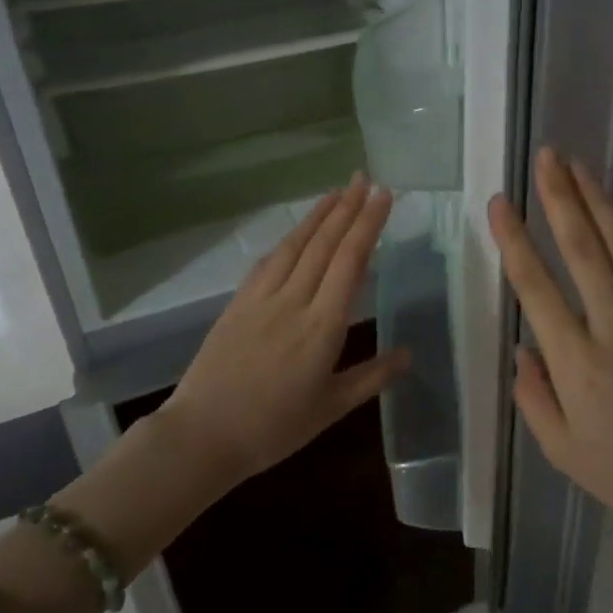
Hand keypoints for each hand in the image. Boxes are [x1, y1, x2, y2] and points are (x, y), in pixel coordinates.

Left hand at [160, 176, 410, 485]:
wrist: (203, 435)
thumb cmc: (274, 428)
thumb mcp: (331, 408)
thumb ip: (372, 377)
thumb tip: (409, 353)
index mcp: (323, 326)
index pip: (350, 262)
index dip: (368, 225)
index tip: (383, 196)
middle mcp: (294, 301)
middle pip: (325, 244)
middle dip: (348, 208)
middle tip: (365, 178)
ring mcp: (262, 299)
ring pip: (295, 246)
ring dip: (318, 215)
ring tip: (337, 192)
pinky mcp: (238, 303)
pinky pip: (267, 263)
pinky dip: (287, 240)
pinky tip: (295, 232)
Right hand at [488, 148, 612, 543]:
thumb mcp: (563, 452)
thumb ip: (534, 396)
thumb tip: (522, 349)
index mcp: (577, 362)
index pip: (536, 287)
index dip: (514, 240)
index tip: (501, 203)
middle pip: (584, 250)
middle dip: (561, 198)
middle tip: (548, 157)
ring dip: (600, 201)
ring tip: (580, 167)